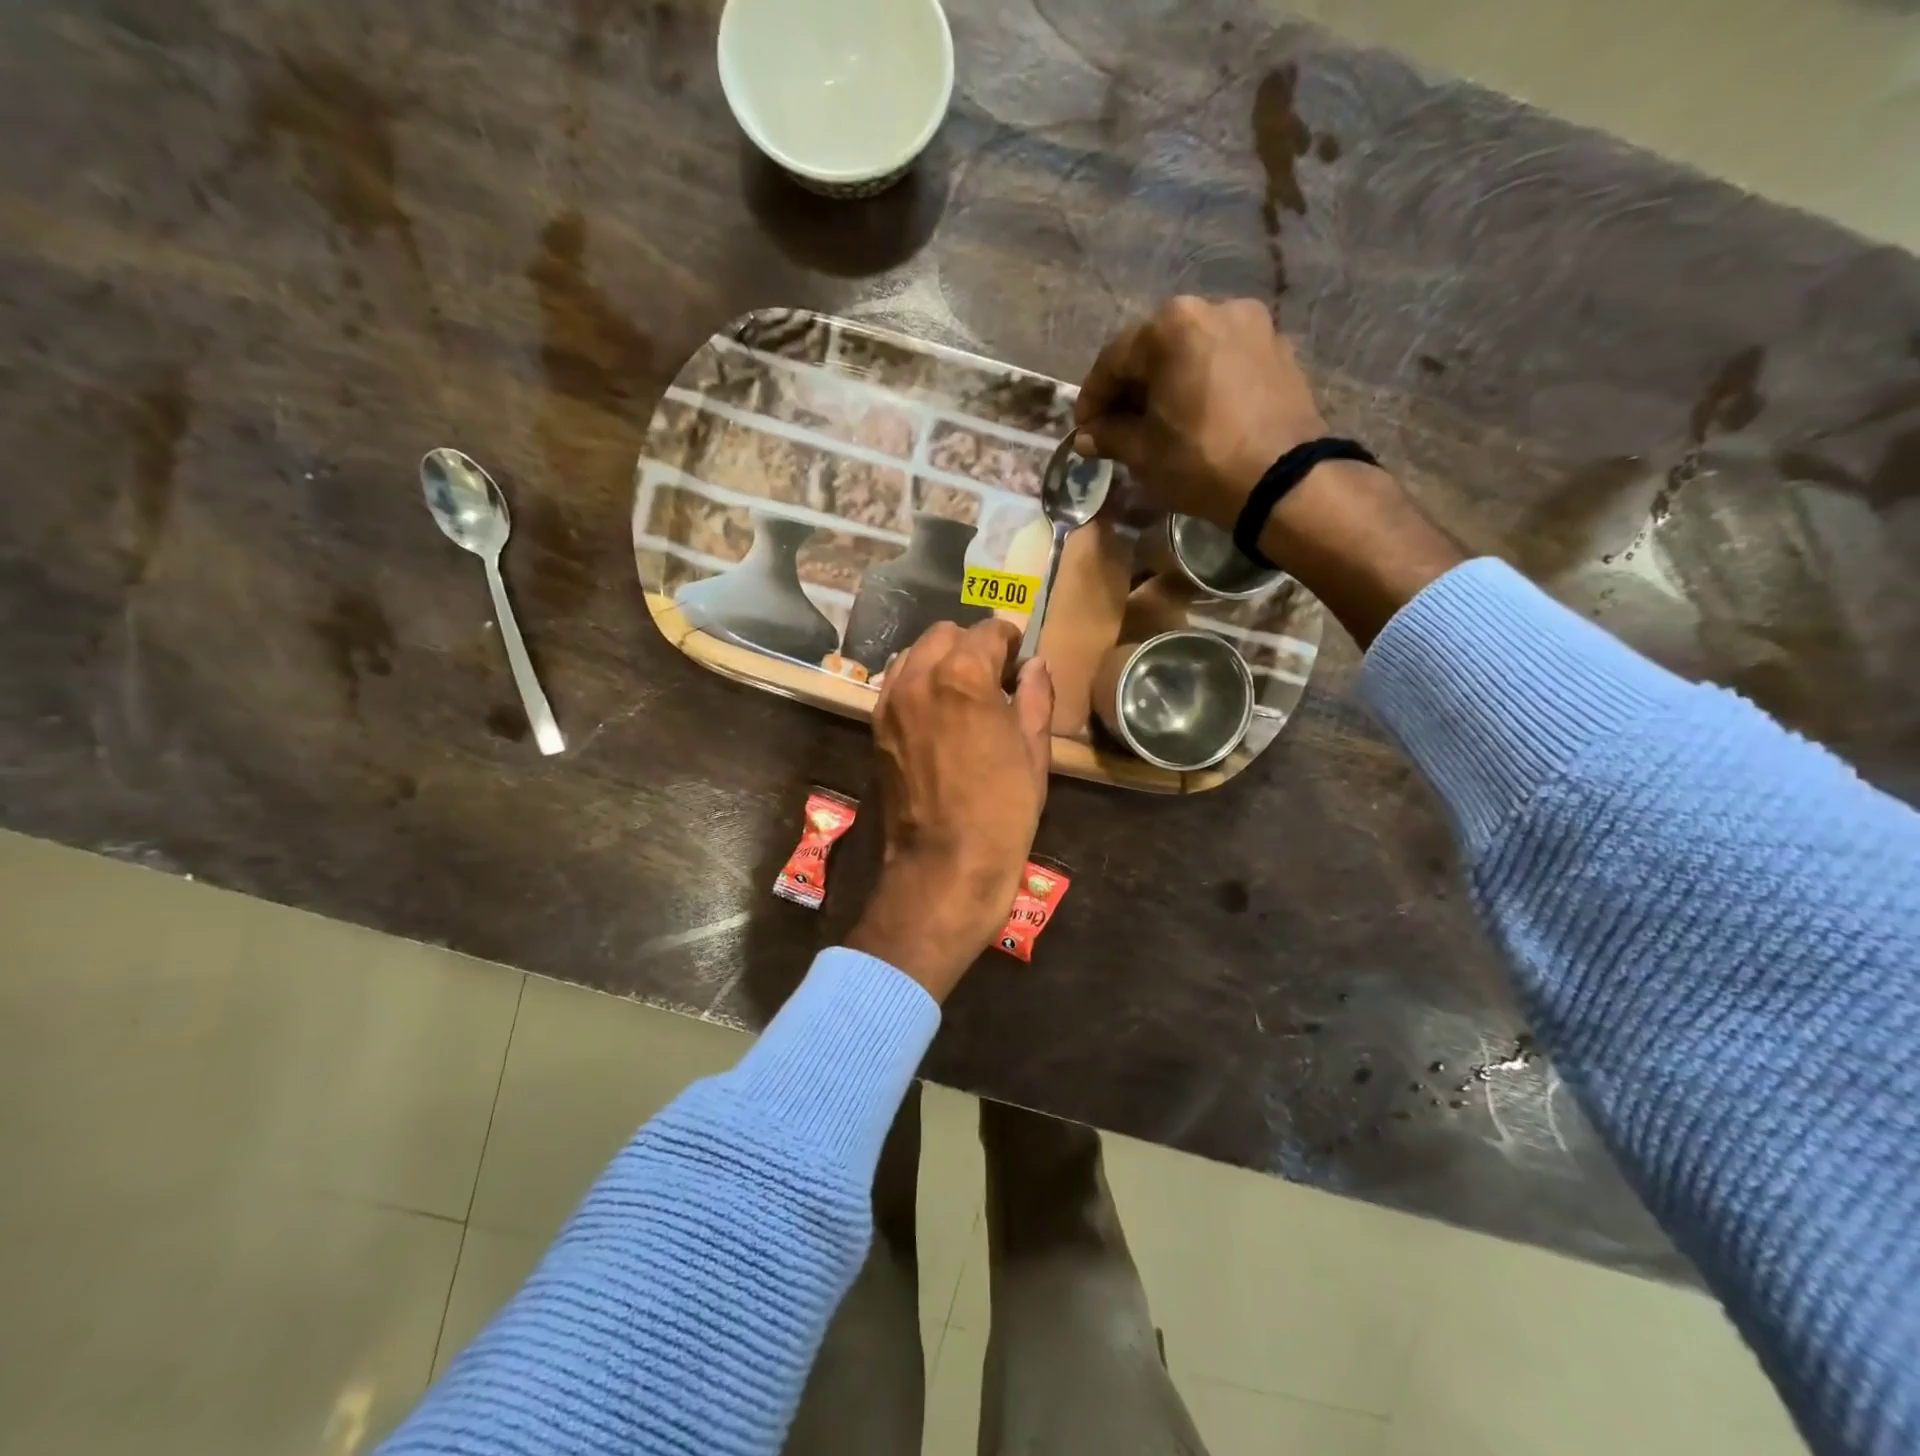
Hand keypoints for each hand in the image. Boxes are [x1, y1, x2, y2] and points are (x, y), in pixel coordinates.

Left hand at [848, 619, 1053, 1000]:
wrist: (945, 864)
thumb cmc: (1002, 810)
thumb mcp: (1033, 751)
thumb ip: (1035, 696)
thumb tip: (1034, 665)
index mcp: (963, 676)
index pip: (987, 631)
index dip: (1010, 639)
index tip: (1020, 657)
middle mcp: (919, 677)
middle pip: (945, 634)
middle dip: (972, 644)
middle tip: (995, 674)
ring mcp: (890, 701)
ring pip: (915, 654)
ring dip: (940, 659)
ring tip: (963, 690)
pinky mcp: (876, 726)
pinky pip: (896, 683)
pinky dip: (917, 681)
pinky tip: (937, 709)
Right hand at [1073, 296, 1462, 646]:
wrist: (1284, 481)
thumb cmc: (1201, 460)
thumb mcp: (1144, 453)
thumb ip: (1110, 436)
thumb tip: (1086, 436)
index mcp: (1172, 326)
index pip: (1114, 360)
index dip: (1093, 398)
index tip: (1084, 428)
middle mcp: (1214, 308)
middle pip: (1156, 349)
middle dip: (1132, 388)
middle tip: (1117, 426)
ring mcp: (1254, 325)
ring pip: (1193, 353)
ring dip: (1169, 384)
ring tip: (1159, 422)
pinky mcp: (1280, 350)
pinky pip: (1225, 362)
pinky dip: (1204, 384)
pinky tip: (1198, 416)